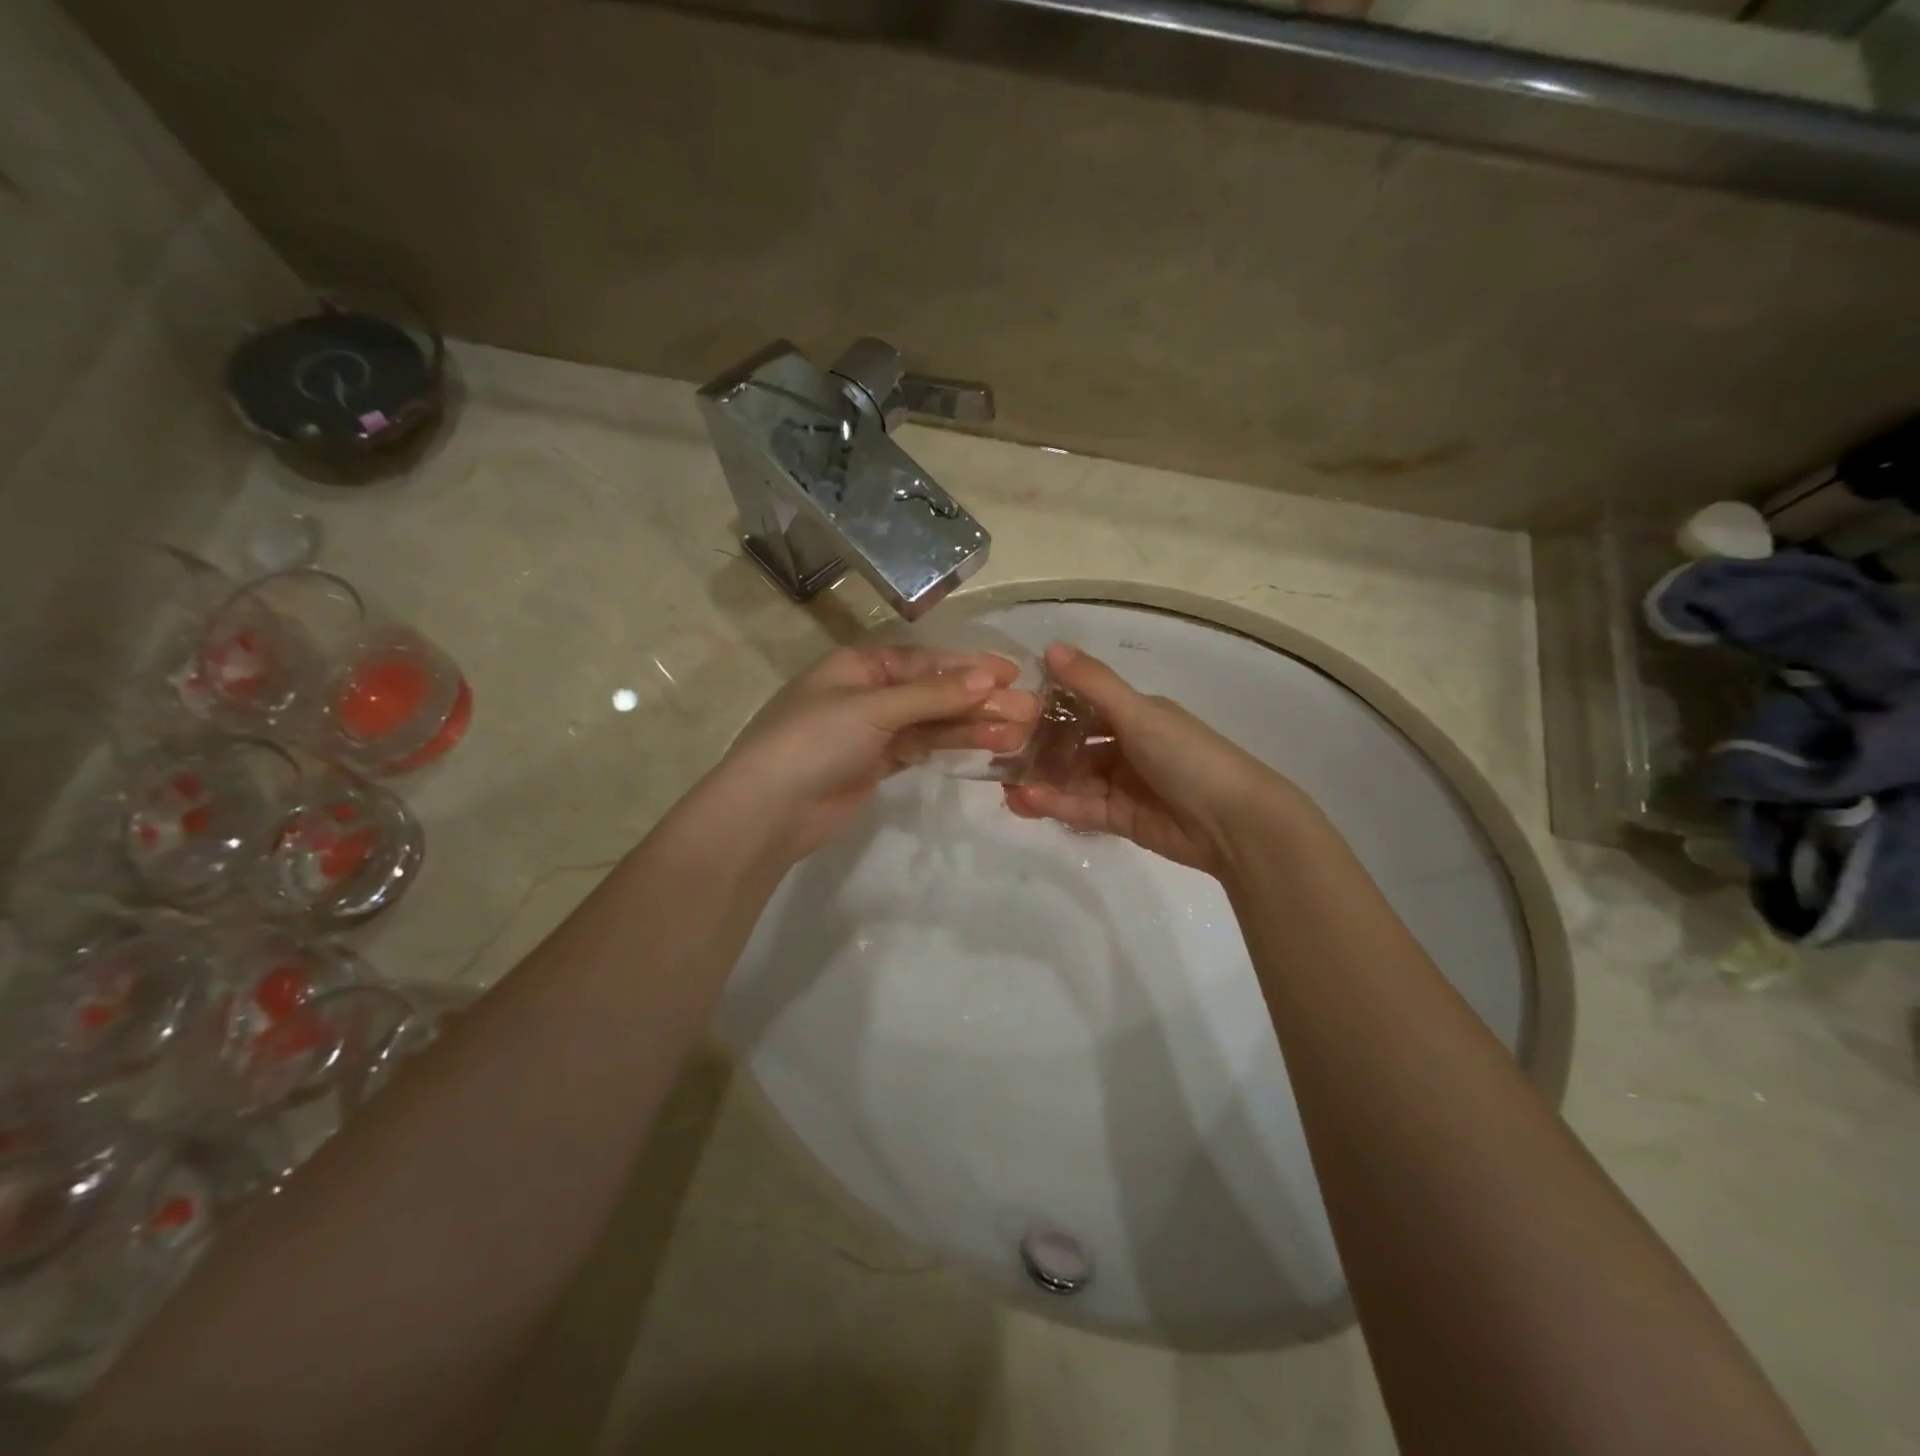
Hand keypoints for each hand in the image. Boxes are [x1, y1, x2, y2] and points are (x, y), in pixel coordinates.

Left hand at [713, 644, 1036, 863]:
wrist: (770, 810)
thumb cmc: (815, 741)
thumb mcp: (873, 708)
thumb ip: (932, 695)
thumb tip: (988, 677)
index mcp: (860, 665)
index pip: (926, 660)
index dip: (970, 666)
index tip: (1013, 673)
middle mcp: (868, 693)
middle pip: (934, 692)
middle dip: (980, 700)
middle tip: (1029, 710)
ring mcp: (873, 731)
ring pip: (933, 722)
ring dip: (973, 725)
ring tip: (1019, 732)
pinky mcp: (877, 765)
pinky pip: (923, 748)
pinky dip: (952, 746)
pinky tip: (987, 746)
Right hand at [1003, 643, 1302, 877]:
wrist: (1234, 822)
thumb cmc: (1187, 756)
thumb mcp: (1138, 713)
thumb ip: (1092, 683)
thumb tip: (1049, 645)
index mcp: (1135, 714)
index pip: (1082, 705)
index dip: (1047, 706)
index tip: (1009, 708)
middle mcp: (1127, 745)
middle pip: (1073, 745)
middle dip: (1038, 748)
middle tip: (997, 751)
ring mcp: (1123, 784)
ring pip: (1072, 778)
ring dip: (1040, 779)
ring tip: (1002, 782)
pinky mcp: (1120, 818)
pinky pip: (1081, 807)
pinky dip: (1055, 802)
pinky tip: (1025, 800)